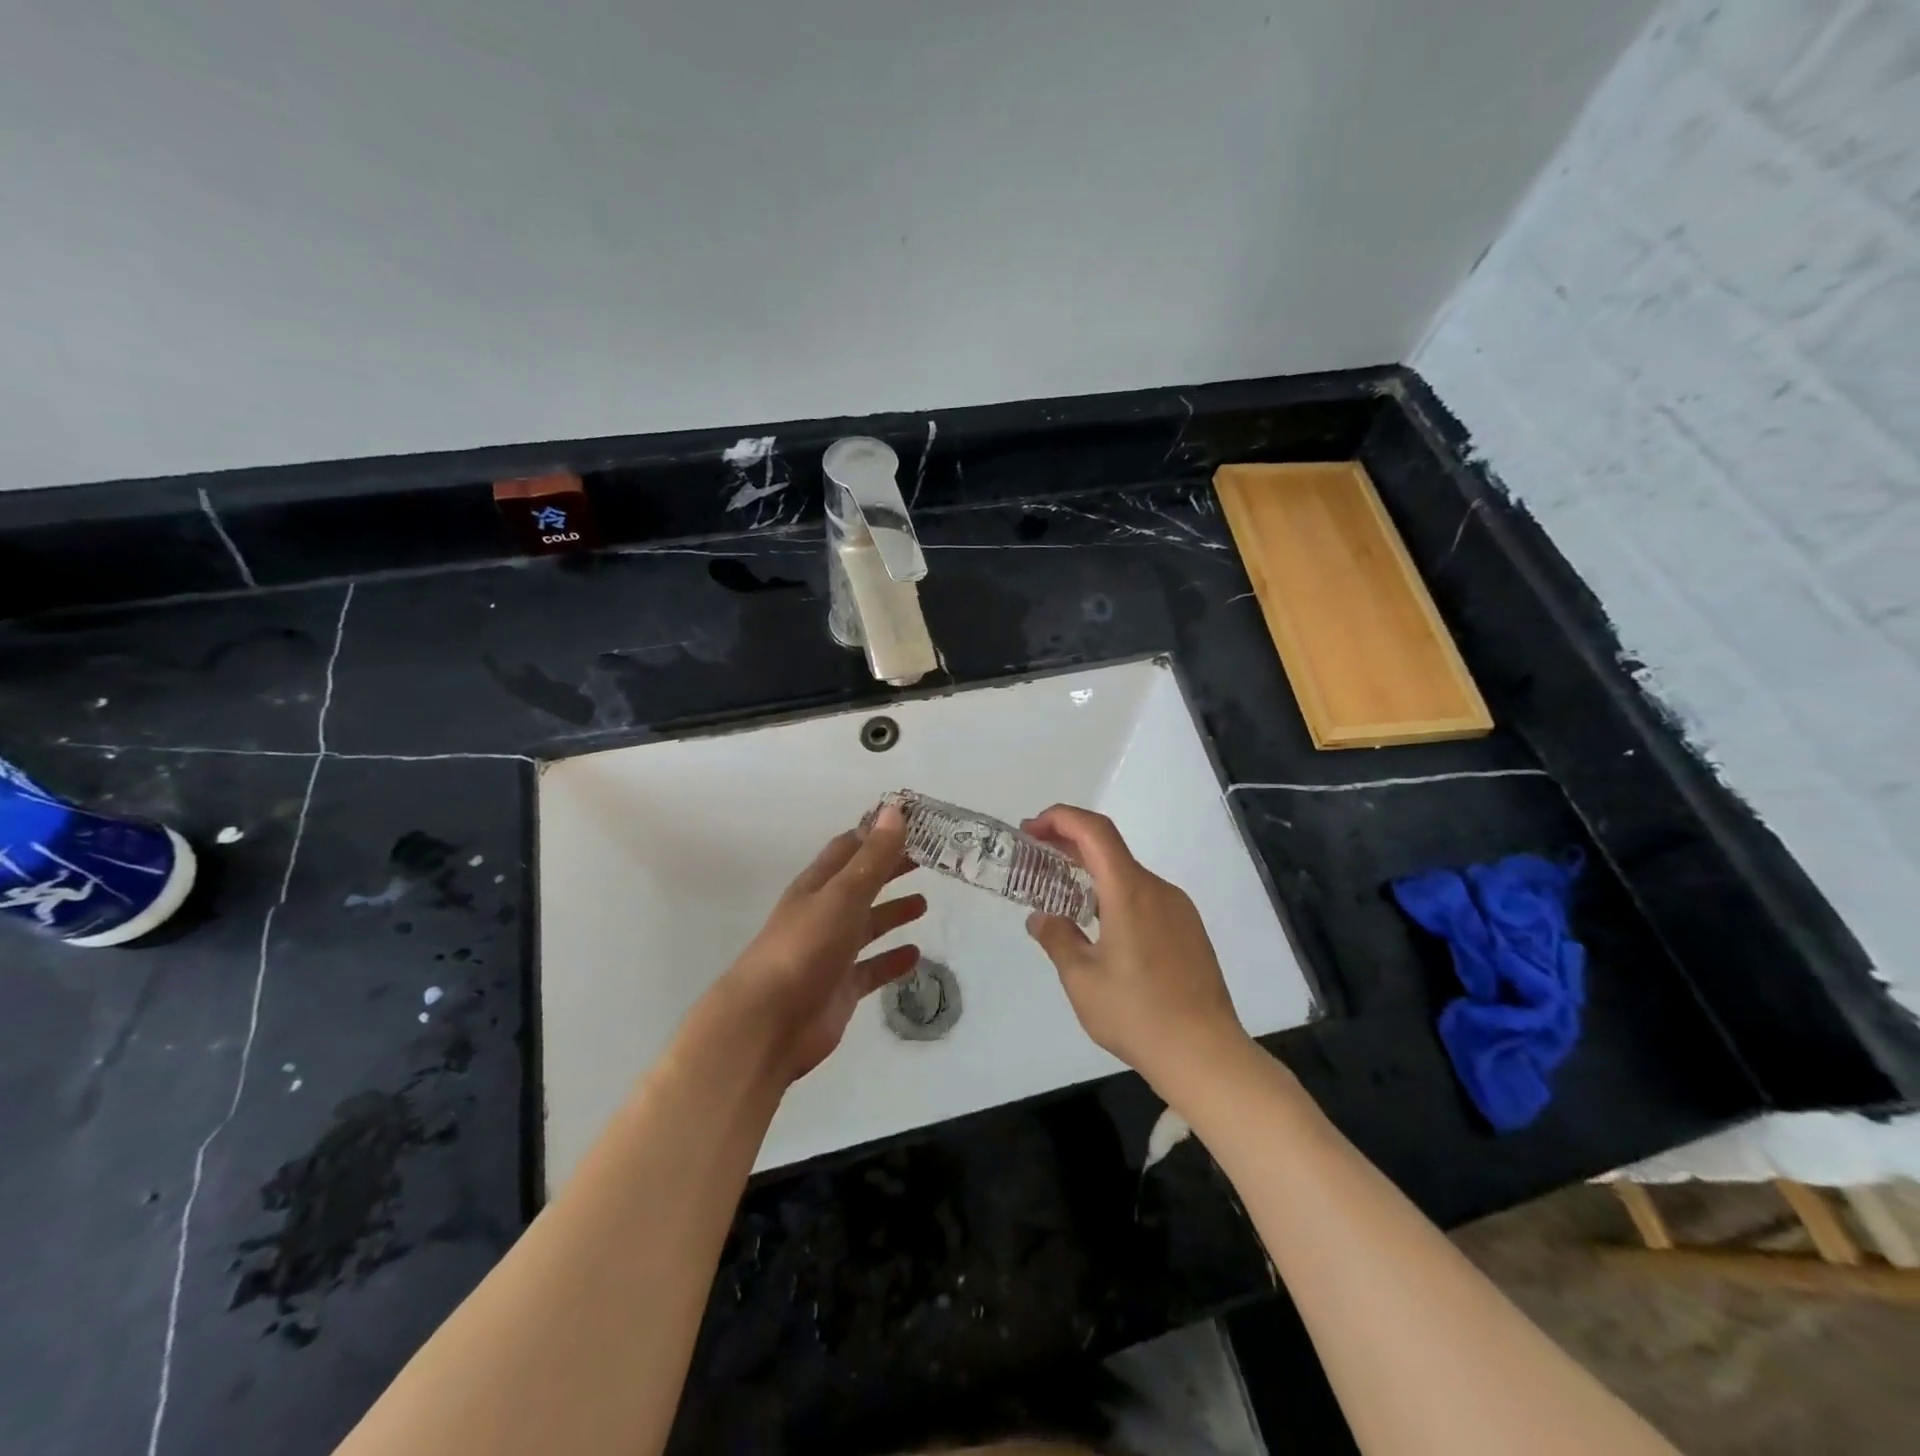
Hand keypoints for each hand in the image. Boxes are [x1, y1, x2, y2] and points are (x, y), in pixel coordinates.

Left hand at [714, 804, 925, 1083]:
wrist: (767, 1025)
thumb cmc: (804, 949)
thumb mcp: (843, 896)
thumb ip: (872, 858)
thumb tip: (894, 810)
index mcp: (817, 886)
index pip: (849, 848)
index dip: (877, 833)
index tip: (912, 821)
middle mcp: (823, 914)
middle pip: (861, 884)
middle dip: (890, 869)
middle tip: (929, 858)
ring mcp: (831, 953)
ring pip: (866, 925)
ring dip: (892, 912)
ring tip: (924, 903)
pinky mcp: (840, 989)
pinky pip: (871, 969)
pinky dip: (891, 960)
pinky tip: (915, 956)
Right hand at [1022, 804, 1249, 1093]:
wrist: (1205, 1053)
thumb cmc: (1137, 1014)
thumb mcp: (1082, 980)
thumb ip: (1057, 939)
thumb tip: (1041, 918)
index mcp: (1129, 892)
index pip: (1094, 831)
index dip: (1061, 818)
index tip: (1031, 829)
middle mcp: (1157, 889)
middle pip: (1110, 848)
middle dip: (1070, 843)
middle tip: (1035, 854)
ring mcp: (1178, 909)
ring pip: (1128, 874)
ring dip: (1092, 872)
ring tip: (1062, 894)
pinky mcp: (1189, 929)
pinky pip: (1145, 896)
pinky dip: (1115, 893)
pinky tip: (1100, 926)